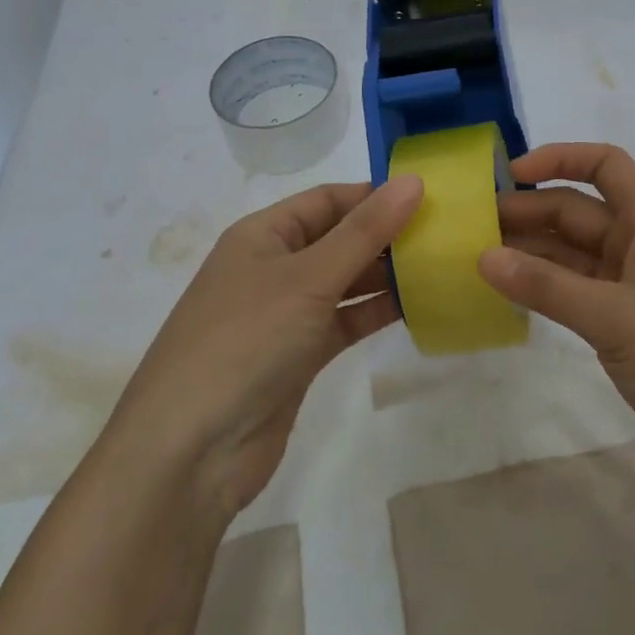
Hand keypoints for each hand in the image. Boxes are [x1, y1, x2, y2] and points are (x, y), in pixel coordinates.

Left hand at [107, 176, 422, 524]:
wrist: (189, 453)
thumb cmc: (245, 341)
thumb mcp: (308, 278)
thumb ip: (364, 232)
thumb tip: (413, 180)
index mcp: (263, 235)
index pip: (327, 200)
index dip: (374, 195)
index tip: (429, 196)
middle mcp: (273, 267)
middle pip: (338, 238)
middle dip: (385, 234)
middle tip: (445, 233)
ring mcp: (285, 314)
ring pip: (344, 281)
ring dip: (385, 274)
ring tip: (440, 265)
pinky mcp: (298, 356)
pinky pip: (344, 321)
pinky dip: (375, 312)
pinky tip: (417, 306)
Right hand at [480, 144, 634, 525]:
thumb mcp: (617, 320)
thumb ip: (548, 286)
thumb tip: (483, 256)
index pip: (607, 166)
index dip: (560, 159)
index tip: (511, 175)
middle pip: (580, 212)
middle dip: (530, 212)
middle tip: (473, 227)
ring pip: (573, 254)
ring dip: (531, 252)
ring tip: (478, 259)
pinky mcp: (627, 329)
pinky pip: (576, 292)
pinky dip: (544, 289)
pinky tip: (509, 295)